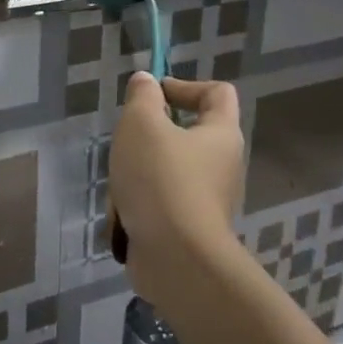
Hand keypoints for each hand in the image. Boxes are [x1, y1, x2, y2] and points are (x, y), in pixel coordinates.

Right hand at [108, 73, 246, 313]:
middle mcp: (222, 165)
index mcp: (221, 134)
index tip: (153, 95)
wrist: (176, 261)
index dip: (185, 85)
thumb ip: (142, 97)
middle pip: (187, 133)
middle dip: (150, 135)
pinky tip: (123, 215)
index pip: (217, 92)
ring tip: (120, 185)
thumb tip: (147, 82)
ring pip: (166, 171)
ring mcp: (207, 200)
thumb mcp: (141, 124)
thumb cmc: (162, 180)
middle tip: (128, 140)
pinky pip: (161, 204)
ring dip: (138, 173)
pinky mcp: (190, 229)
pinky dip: (140, 205)